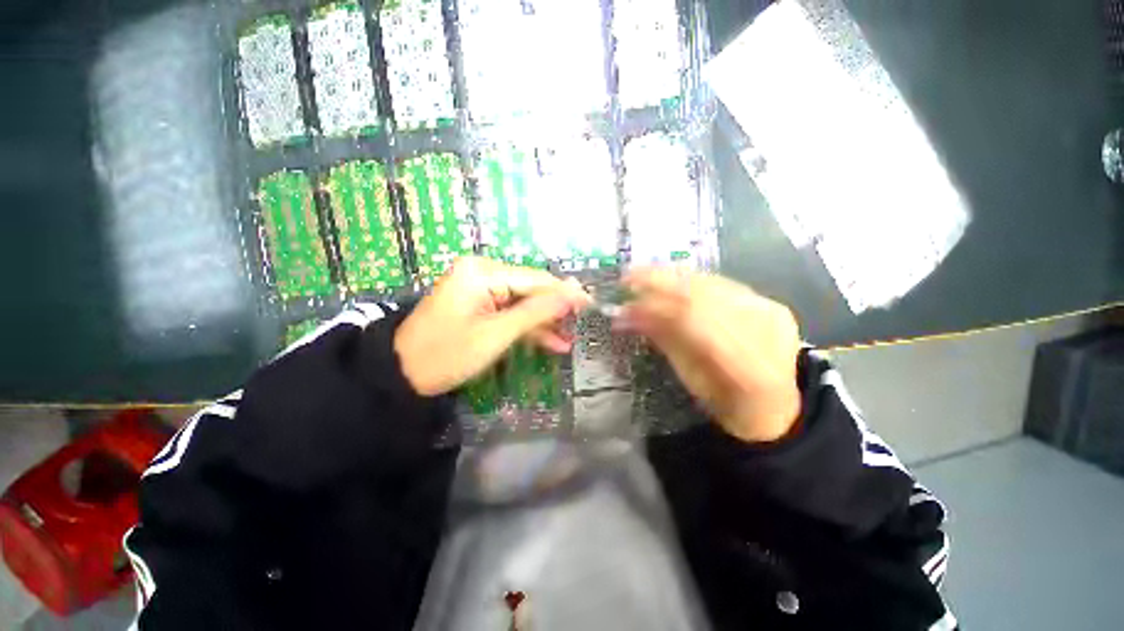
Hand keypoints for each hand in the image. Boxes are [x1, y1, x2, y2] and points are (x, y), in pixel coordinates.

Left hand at [394, 257, 590, 396]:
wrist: (402, 374)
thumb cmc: (447, 355)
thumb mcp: (496, 335)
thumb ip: (536, 312)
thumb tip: (572, 294)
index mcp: (483, 272)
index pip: (535, 279)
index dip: (564, 293)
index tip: (590, 303)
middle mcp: (482, 272)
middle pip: (530, 289)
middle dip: (554, 310)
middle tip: (579, 325)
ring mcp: (480, 288)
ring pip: (522, 302)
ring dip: (543, 322)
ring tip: (567, 340)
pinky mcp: (478, 303)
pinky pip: (509, 311)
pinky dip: (526, 327)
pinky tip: (550, 342)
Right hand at [618, 266, 802, 442]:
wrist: (776, 404)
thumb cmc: (727, 403)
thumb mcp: (690, 378)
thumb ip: (663, 340)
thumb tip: (626, 316)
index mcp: (745, 365)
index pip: (692, 319)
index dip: (654, 306)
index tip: (625, 303)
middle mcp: (764, 330)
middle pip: (703, 294)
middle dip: (660, 281)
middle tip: (628, 278)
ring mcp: (770, 311)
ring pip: (714, 283)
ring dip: (674, 275)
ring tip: (644, 273)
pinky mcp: (770, 302)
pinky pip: (724, 283)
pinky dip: (693, 278)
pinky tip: (671, 276)